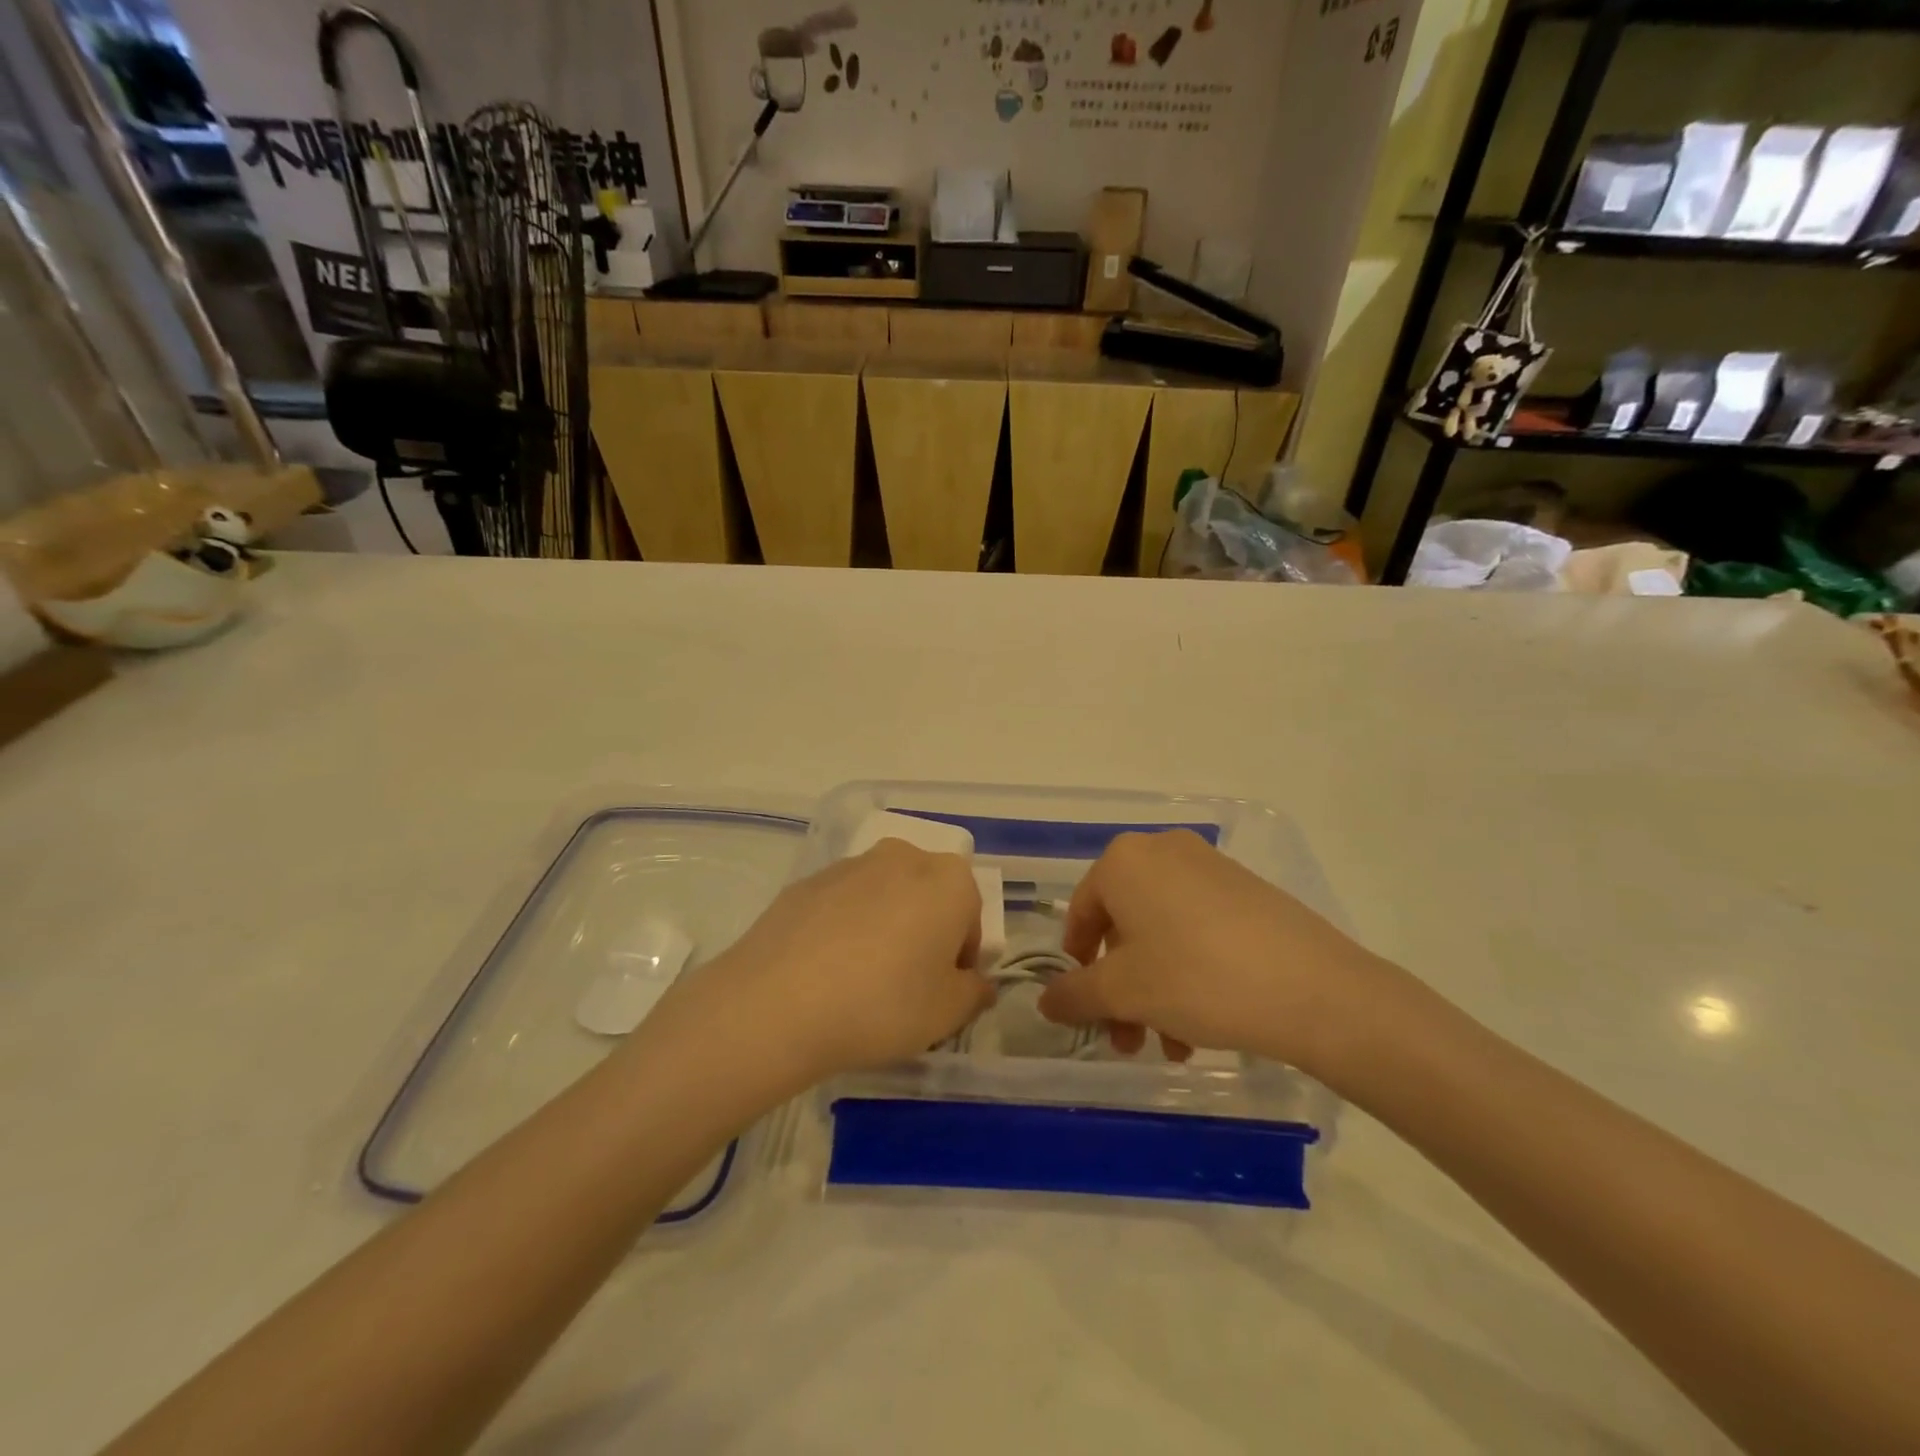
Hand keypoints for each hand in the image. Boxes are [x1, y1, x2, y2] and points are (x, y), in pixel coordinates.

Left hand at [654, 840, 993, 1085]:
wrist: (778, 1002)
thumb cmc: (883, 1004)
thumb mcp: (947, 1014)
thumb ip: (974, 993)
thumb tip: (976, 983)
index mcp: (948, 880)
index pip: (970, 917)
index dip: (961, 958)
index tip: (942, 992)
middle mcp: (903, 858)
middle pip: (927, 896)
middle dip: (925, 933)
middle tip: (906, 984)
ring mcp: (850, 865)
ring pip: (884, 896)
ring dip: (884, 927)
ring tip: (860, 981)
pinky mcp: (807, 881)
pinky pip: (842, 904)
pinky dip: (844, 929)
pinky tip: (825, 972)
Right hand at [1037, 830, 1395, 1077]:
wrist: (1315, 989)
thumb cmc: (1197, 978)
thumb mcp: (1123, 992)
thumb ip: (1074, 995)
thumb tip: (1046, 1001)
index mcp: (1124, 860)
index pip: (1080, 912)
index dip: (1076, 964)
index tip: (1086, 1007)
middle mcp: (1163, 851)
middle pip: (1123, 926)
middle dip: (1120, 988)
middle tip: (1128, 1038)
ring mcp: (1210, 867)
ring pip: (1161, 933)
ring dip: (1154, 990)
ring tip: (1172, 1045)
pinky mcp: (1247, 890)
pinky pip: (1198, 928)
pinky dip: (1188, 971)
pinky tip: (1203, 1022)